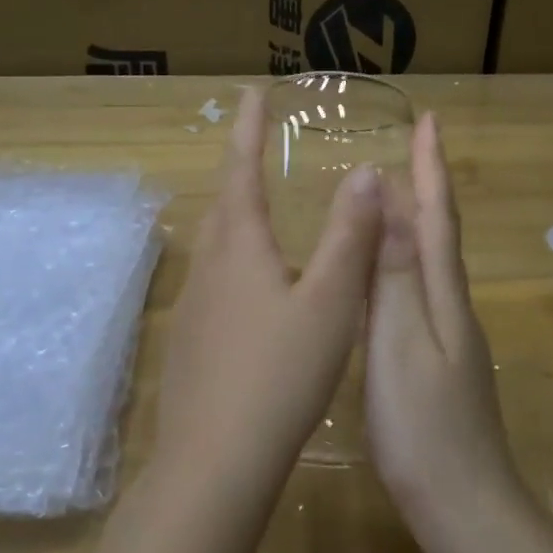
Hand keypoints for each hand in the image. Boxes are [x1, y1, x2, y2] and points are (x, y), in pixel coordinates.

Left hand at [152, 87, 383, 495]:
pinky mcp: (189, 345)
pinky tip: (254, 297)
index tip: (250, 92)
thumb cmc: (280, 373)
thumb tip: (363, 172)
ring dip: (237, 223)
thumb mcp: (330, 301)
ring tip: (262, 219)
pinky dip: (236, 268)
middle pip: (222, 207)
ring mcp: (192, 309)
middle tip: (258, 153)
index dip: (247, 129)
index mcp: (240, 248)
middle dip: (239, 173)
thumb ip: (350, 236)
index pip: (241, 170)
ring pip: (216, 249)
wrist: (216, 460)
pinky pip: (213, 287)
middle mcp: (207, 269)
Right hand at [365, 113, 519, 523]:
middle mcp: (451, 309)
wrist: (462, 504)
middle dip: (427, 188)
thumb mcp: (400, 343)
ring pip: (430, 266)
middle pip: (440, 235)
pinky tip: (387, 281)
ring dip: (417, 226)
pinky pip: (419, 296)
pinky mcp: (438, 367)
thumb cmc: (424, 425)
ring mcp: (448, 340)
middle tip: (411, 149)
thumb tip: (392, 200)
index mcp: (442, 297)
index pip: (438, 217)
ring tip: (395, 200)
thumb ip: (394, 275)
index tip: (430, 119)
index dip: (432, 168)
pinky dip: (405, 269)